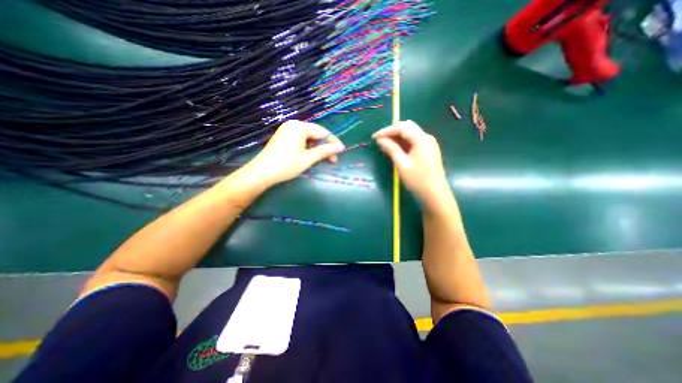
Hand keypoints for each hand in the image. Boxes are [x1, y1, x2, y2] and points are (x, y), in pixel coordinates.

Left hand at [244, 119, 343, 185]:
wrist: (262, 173)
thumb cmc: (286, 165)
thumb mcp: (308, 158)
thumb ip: (325, 151)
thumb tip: (340, 148)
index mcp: (299, 126)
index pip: (322, 132)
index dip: (333, 142)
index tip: (342, 152)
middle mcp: (293, 124)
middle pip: (316, 133)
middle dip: (325, 146)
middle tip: (333, 159)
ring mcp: (287, 130)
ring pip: (309, 137)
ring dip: (317, 147)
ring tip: (323, 159)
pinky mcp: (284, 136)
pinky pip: (301, 139)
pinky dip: (308, 147)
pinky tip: (311, 155)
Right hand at [372, 122, 450, 211]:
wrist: (435, 194)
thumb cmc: (418, 180)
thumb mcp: (402, 164)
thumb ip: (391, 149)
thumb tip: (380, 140)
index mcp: (422, 139)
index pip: (402, 127)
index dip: (387, 130)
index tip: (374, 137)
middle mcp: (426, 138)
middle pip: (407, 127)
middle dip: (392, 132)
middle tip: (380, 140)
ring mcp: (428, 144)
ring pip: (410, 134)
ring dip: (397, 137)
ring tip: (385, 145)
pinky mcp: (428, 150)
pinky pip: (413, 141)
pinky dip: (403, 143)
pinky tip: (395, 150)